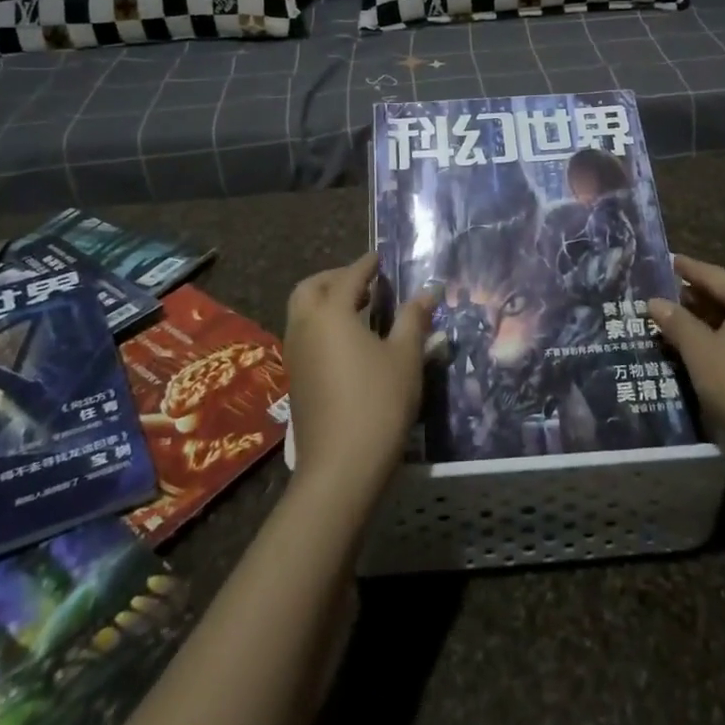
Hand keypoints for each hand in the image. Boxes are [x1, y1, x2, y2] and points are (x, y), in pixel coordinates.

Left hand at [284, 252, 435, 505]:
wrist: (340, 468)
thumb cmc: (377, 403)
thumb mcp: (405, 357)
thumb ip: (414, 319)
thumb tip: (429, 290)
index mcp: (330, 313)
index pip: (349, 277)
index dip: (366, 264)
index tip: (379, 257)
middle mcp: (305, 327)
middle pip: (310, 289)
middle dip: (334, 278)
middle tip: (364, 281)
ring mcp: (296, 356)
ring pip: (302, 313)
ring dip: (325, 302)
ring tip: (360, 309)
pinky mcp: (296, 380)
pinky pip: (304, 336)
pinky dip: (322, 325)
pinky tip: (349, 342)